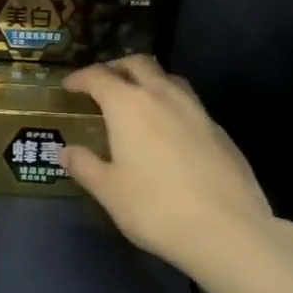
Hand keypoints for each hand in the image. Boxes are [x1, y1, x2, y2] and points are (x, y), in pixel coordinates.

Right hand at [61, 56, 277, 277]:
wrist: (226, 229)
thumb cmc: (154, 207)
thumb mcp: (108, 190)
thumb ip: (84, 166)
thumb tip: (66, 151)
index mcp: (129, 105)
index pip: (99, 76)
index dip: (80, 78)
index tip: (69, 86)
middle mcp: (163, 96)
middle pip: (139, 64)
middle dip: (116, 67)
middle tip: (102, 84)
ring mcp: (197, 110)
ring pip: (169, 79)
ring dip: (148, 81)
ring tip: (135, 102)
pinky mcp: (219, 130)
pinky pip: (189, 103)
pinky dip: (170, 105)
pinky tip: (167, 132)